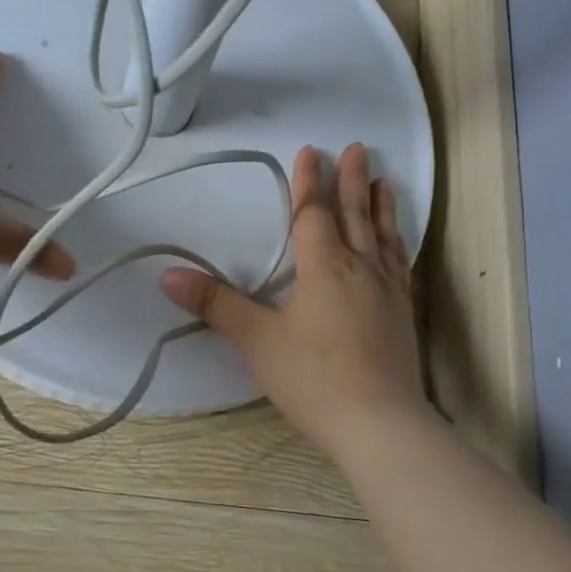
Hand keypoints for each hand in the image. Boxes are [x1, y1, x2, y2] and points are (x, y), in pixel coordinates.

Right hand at [161, 144, 425, 458]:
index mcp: (324, 268)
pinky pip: (399, 264)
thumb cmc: (313, 378)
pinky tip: (396, 243)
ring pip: (382, 237)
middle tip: (356, 148)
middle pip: (354, 216)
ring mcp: (387, 292)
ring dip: (379, 206)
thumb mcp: (257, 341)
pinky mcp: (402, 315)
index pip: (313, 215)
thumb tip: (168, 275)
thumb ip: (216, 304)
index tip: (311, 151)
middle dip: (351, 182)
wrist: (380, 424)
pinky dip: (396, 243)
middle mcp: (360, 270)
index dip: (309, 183)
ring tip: (383, 180)